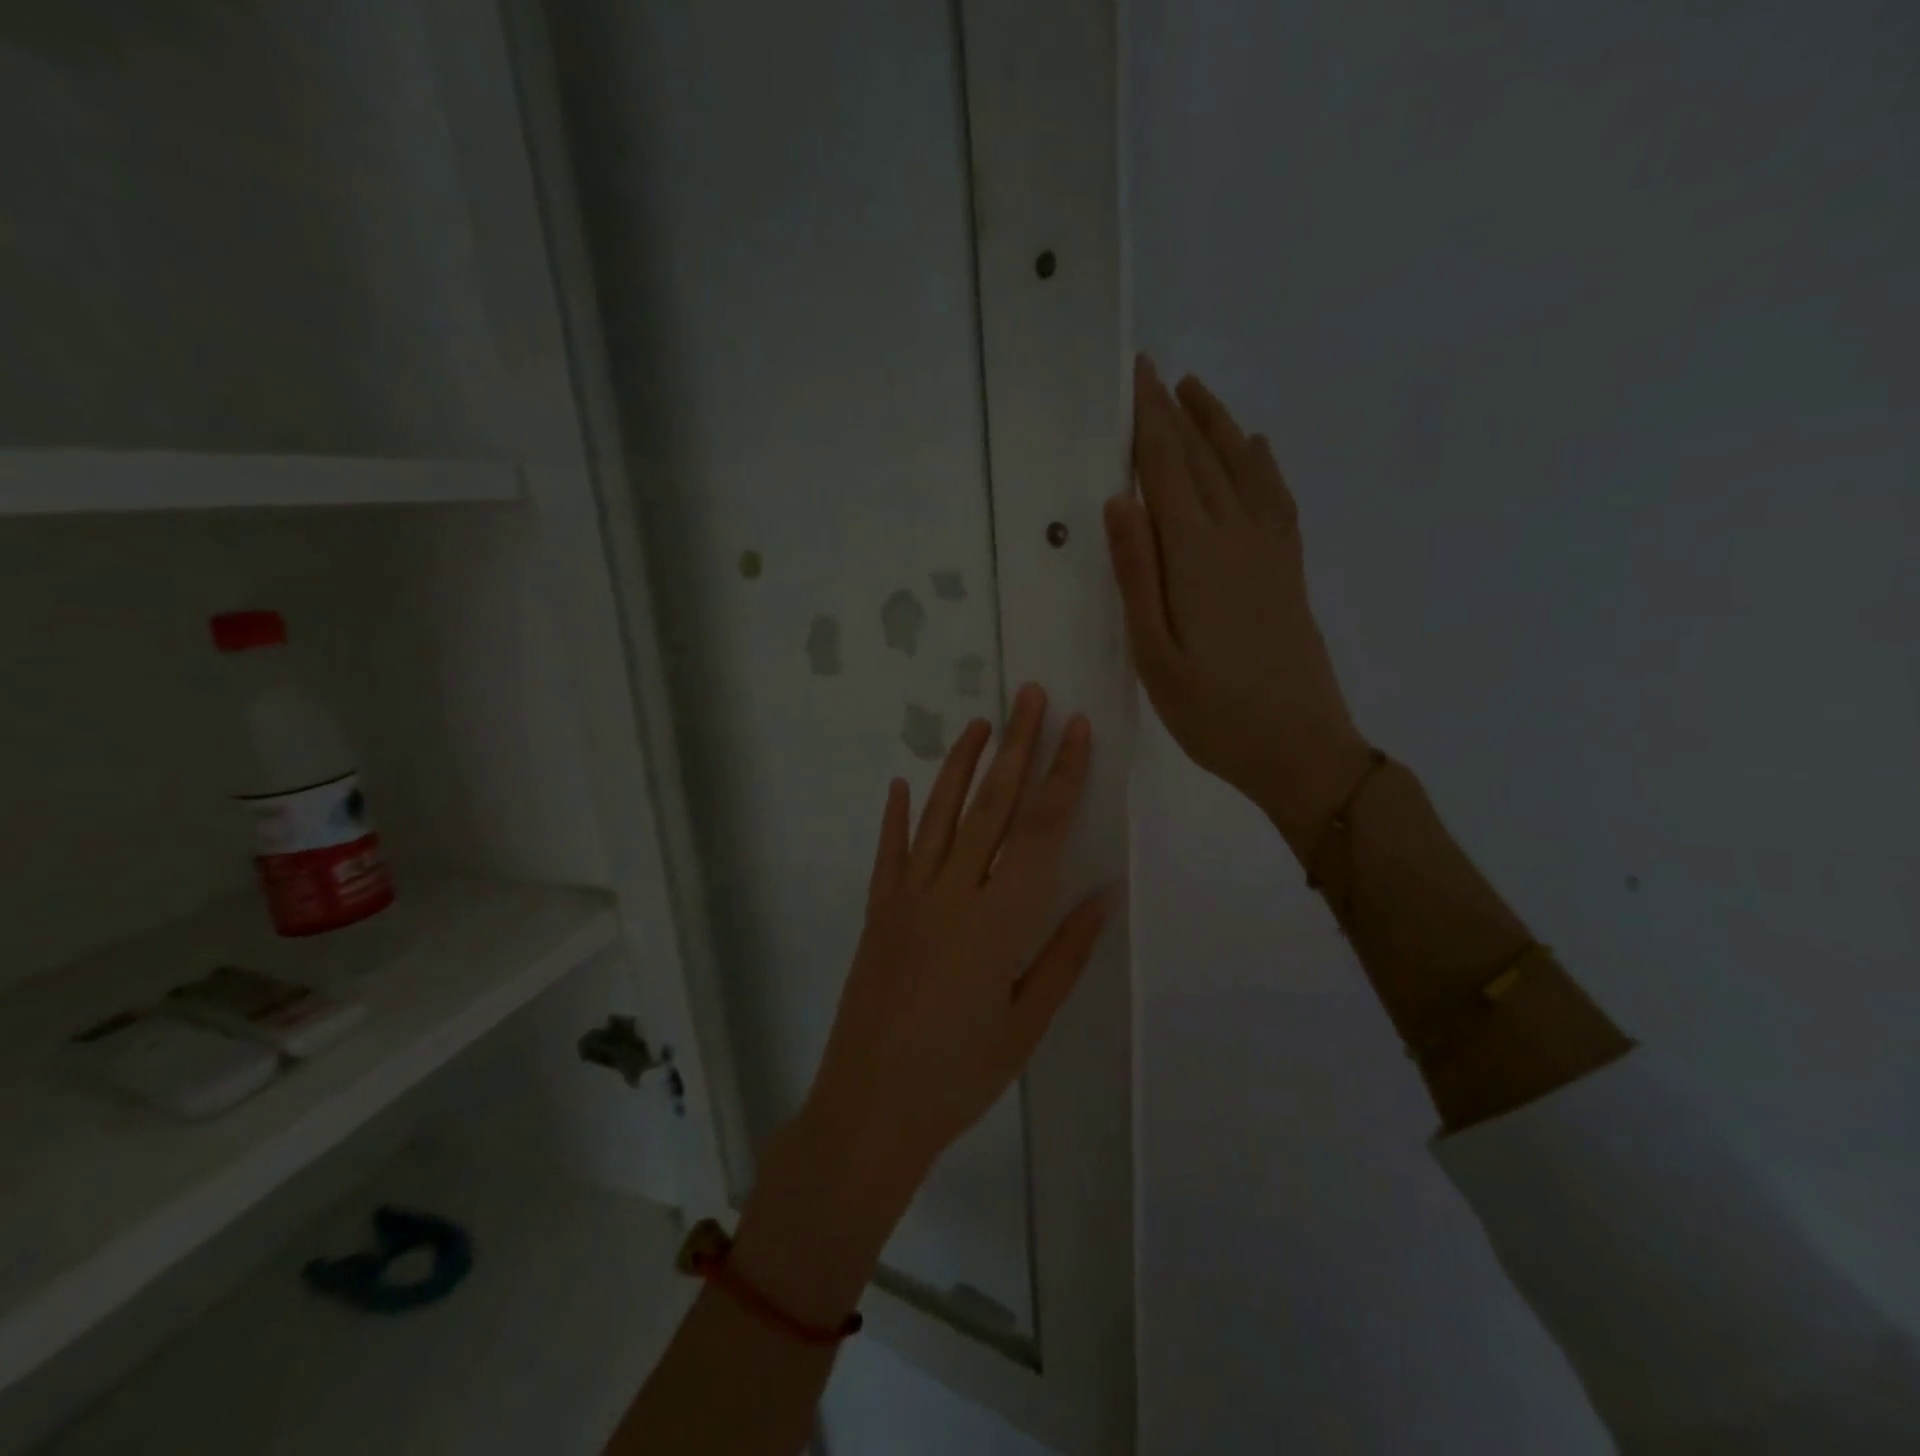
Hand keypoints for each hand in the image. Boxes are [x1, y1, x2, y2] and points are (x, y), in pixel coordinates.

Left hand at [798, 684, 1114, 1192]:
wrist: (869, 1109)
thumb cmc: (961, 1075)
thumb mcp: (1027, 1023)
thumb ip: (1066, 953)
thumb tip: (1102, 893)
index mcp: (1001, 920)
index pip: (1041, 830)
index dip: (1062, 775)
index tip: (1076, 730)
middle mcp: (954, 893)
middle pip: (992, 805)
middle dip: (1017, 746)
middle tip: (1031, 695)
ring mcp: (907, 897)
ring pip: (940, 814)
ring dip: (962, 764)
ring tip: (982, 722)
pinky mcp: (876, 911)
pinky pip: (889, 852)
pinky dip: (896, 815)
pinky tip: (901, 782)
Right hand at [1104, 355, 1372, 852]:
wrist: (1301, 749)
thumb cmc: (1213, 714)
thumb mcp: (1155, 655)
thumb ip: (1137, 575)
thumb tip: (1119, 502)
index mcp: (1197, 556)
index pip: (1166, 470)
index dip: (1147, 421)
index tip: (1133, 375)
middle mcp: (1239, 537)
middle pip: (1202, 459)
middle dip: (1174, 413)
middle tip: (1152, 372)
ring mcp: (1271, 551)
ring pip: (1243, 468)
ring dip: (1218, 426)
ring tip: (1196, 391)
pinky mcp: (1289, 570)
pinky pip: (1276, 498)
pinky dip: (1261, 464)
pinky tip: (1255, 449)